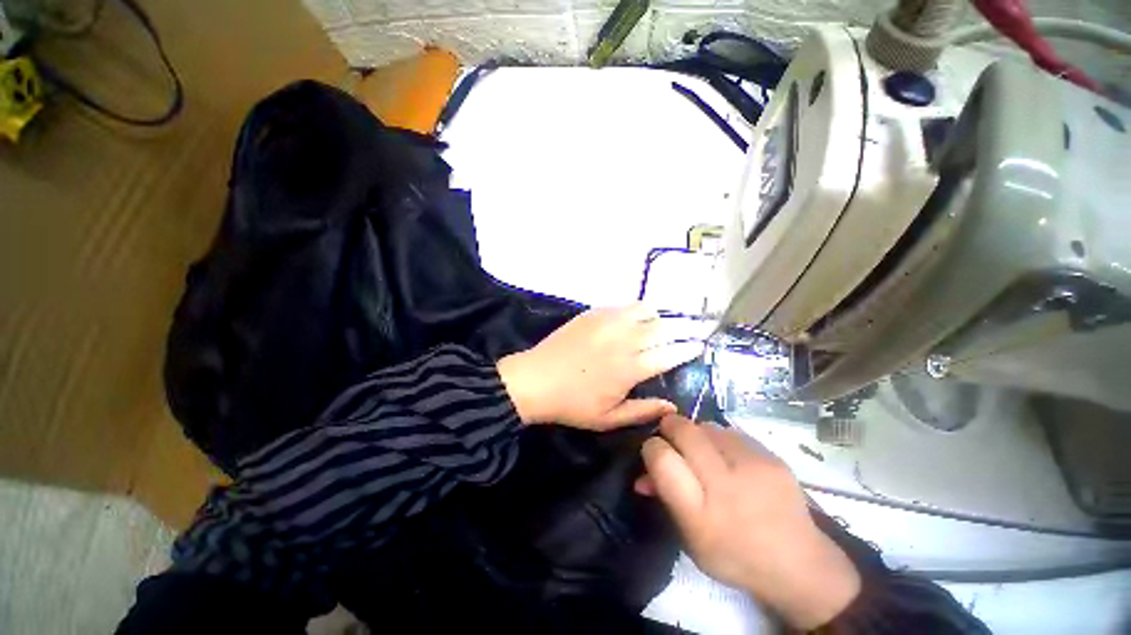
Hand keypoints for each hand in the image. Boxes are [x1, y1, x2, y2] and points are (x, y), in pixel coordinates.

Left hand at [497, 305, 706, 430]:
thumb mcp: (608, 419)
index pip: (669, 354)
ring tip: (655, 327)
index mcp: (629, 369)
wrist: (535, 380)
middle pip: (662, 328)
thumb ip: (643, 411)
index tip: (699, 346)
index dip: (688, 349)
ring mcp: (607, 323)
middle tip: (686, 332)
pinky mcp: (592, 314)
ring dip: (656, 318)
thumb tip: (672, 406)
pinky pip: (622, 306)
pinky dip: (634, 311)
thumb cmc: (572, 404)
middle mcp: (623, 341)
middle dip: (680, 329)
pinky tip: (630, 320)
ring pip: (644, 311)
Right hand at [637, 415, 860, 629]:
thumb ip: (665, 498)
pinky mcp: (772, 457)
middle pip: (683, 430)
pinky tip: (727, 457)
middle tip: (669, 436)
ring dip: (696, 433)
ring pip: (707, 425)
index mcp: (700, 514)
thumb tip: (643, 473)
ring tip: (701, 451)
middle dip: (669, 427)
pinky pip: (731, 432)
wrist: (799, 563)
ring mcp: (753, 466)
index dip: (651, 447)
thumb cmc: (733, 555)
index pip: (662, 458)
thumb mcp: (690, 539)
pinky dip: (720, 439)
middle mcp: (726, 484)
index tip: (653, 451)